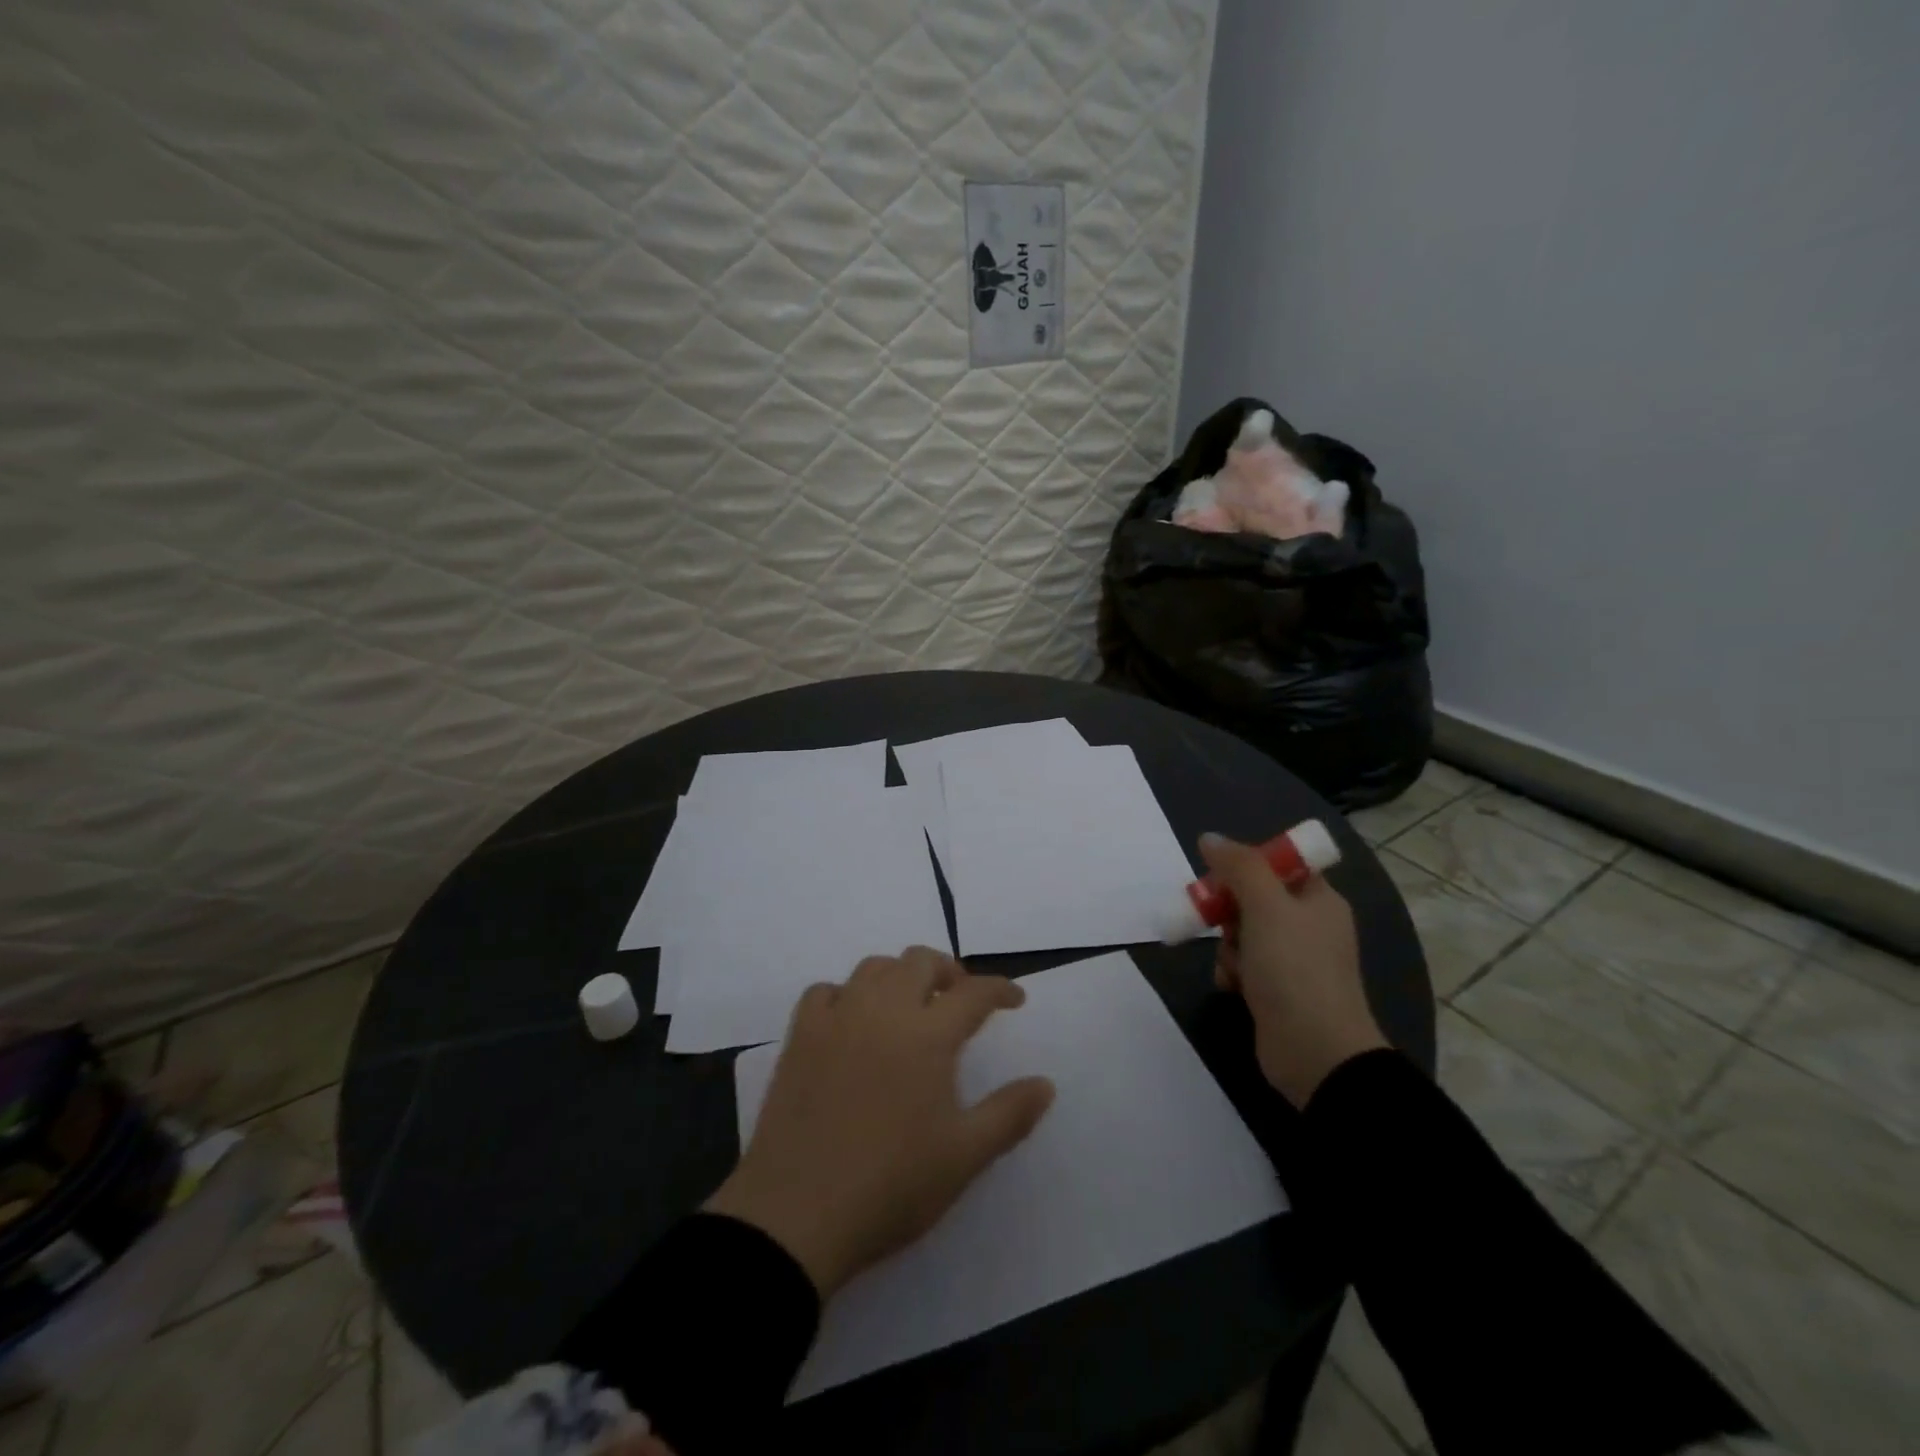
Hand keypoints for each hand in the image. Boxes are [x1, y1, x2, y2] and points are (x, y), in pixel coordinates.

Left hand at [704, 947, 1055, 1297]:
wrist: (796, 1214)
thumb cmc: (891, 1185)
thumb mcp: (964, 1157)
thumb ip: (1010, 1114)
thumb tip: (1046, 1083)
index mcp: (927, 1034)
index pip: (973, 993)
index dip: (1000, 989)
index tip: (1015, 999)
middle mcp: (883, 1010)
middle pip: (920, 961)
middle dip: (949, 971)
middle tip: (960, 999)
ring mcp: (837, 1018)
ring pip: (873, 967)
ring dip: (899, 975)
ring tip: (909, 1005)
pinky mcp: (800, 1036)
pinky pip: (825, 992)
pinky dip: (846, 994)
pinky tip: (851, 1021)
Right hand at [1203, 833, 1387, 1107]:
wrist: (1315, 1052)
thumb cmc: (1294, 969)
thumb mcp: (1266, 906)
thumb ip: (1238, 867)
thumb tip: (1210, 838)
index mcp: (1318, 900)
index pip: (1278, 865)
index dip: (1246, 867)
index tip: (1221, 879)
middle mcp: (1309, 926)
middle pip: (1254, 899)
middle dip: (1229, 911)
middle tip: (1216, 922)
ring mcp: (1293, 961)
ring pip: (1243, 933)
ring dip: (1228, 946)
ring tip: (1234, 965)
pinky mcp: (1276, 991)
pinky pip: (1243, 966)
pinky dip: (1231, 971)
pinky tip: (1231, 985)